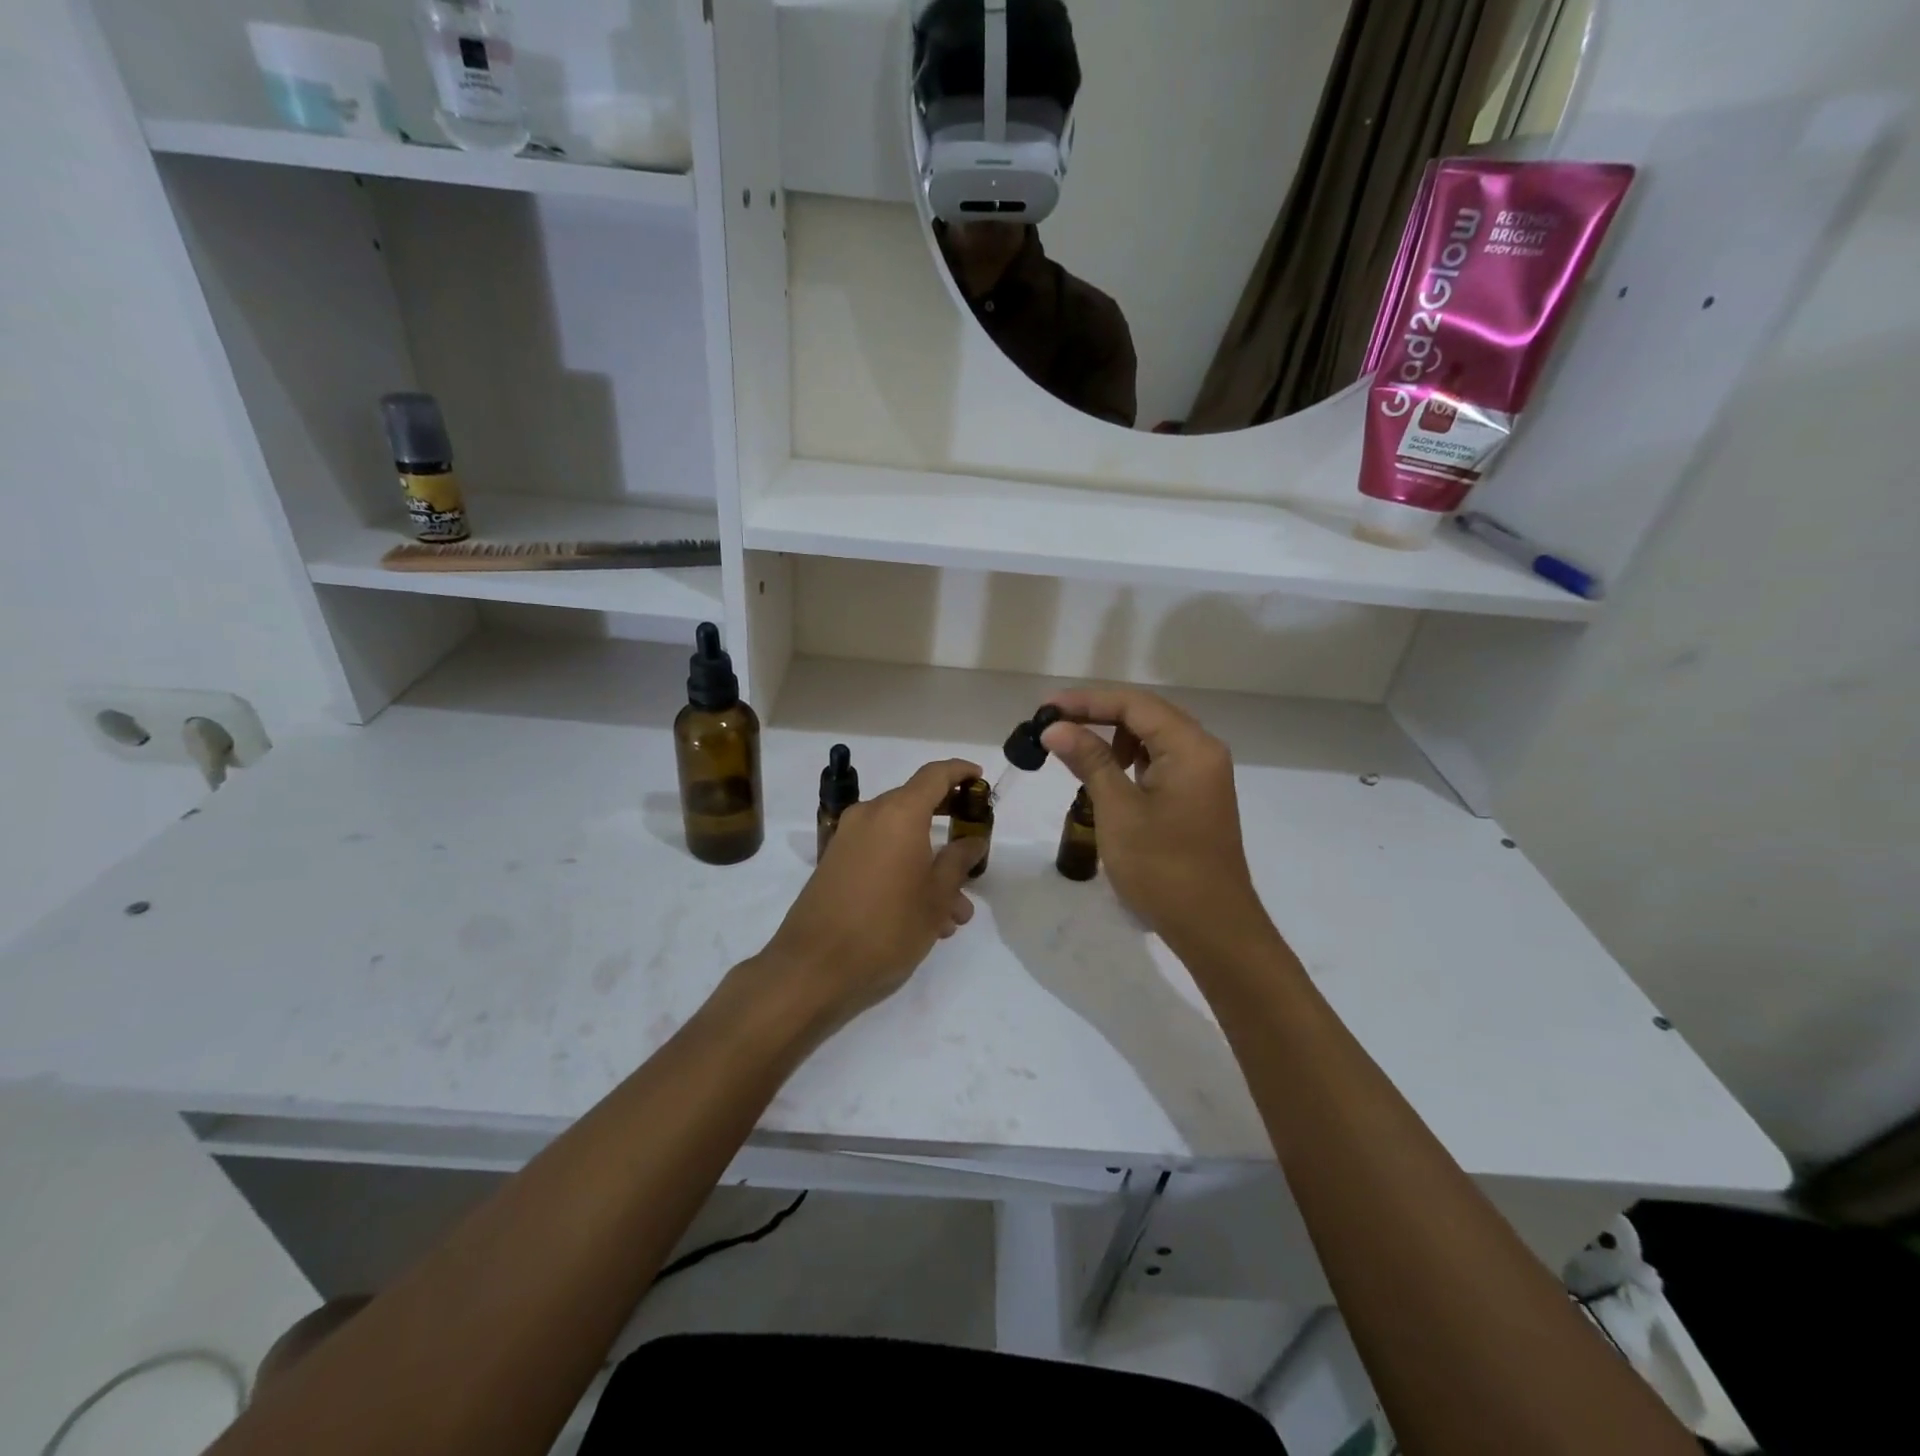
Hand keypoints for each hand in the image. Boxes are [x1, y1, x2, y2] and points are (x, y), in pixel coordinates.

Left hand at [753, 759, 987, 1033]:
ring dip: (930, 865)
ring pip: (900, 839)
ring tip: (955, 914)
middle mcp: (870, 816)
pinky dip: (904, 873)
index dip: (959, 772)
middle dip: (948, 831)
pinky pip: (879, 855)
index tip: (979, 779)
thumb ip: (958, 861)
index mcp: (898, 814)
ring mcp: (848, 840)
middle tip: (973, 851)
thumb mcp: (935, 897)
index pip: (934, 775)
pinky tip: (925, 918)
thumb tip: (973, 839)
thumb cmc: (886, 927)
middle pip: (916, 806)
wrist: (813, 968)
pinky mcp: (835, 865)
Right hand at [1042, 688, 1277, 959]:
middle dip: (1097, 715)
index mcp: (1190, 747)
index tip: (1044, 709)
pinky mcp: (1196, 796)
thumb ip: (1090, 761)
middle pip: (1145, 714)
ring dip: (1112, 738)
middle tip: (1052, 726)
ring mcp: (1202, 775)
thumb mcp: (1118, 810)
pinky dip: (1128, 761)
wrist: (1212, 927)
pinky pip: (1159, 762)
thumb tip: (1055, 727)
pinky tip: (1105, 776)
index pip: (1134, 704)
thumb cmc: (1163, 868)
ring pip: (1152, 738)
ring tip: (1075, 753)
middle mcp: (1202, 751)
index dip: (1086, 701)